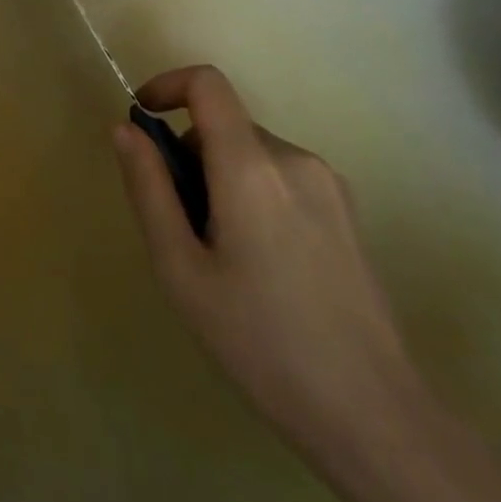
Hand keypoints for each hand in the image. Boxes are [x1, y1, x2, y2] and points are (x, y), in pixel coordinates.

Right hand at [113, 66, 421, 461]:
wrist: (375, 417)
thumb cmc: (261, 342)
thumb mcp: (180, 269)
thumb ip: (148, 188)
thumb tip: (125, 129)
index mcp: (252, 166)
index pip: (207, 84)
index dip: (167, 85)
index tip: (142, 122)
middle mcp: (294, 159)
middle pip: (224, 125)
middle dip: (190, 156)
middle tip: (182, 225)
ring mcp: (328, 184)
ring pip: (252, 153)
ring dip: (221, 178)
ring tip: (223, 255)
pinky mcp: (347, 210)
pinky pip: (281, 176)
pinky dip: (253, 193)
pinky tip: (262, 265)